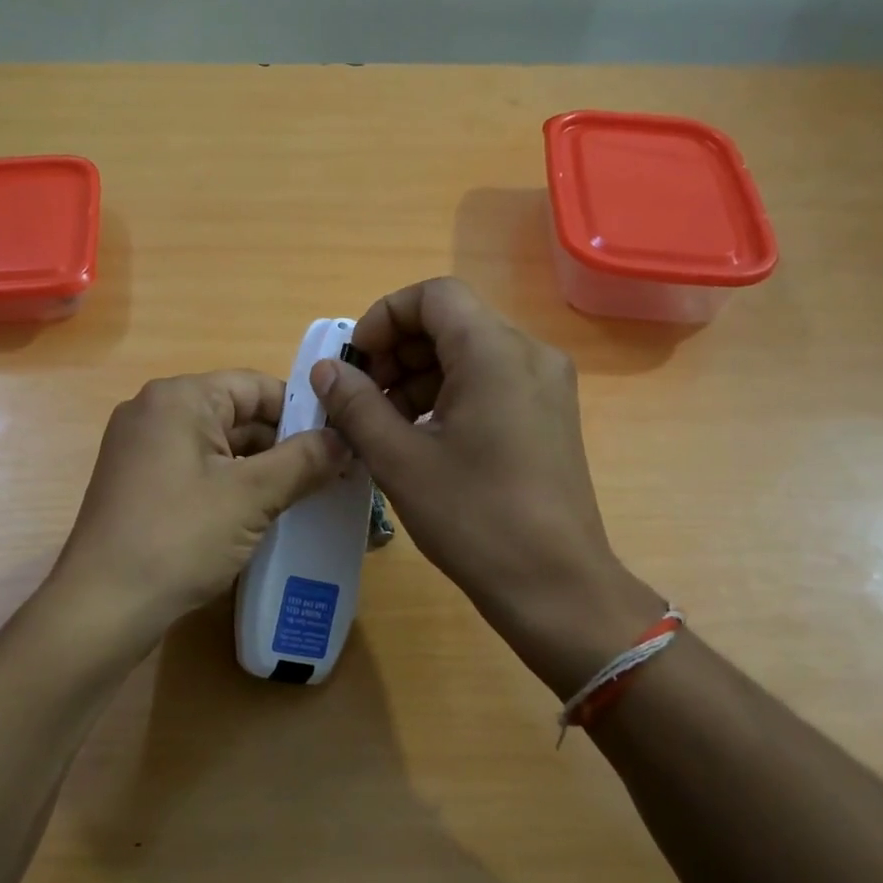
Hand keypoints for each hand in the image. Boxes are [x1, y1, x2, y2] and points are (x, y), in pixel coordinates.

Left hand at [51, 370, 347, 654]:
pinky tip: (261, 513)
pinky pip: (197, 469)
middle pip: (237, 414)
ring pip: (219, 445)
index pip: (256, 385)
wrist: (103, 606)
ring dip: (261, 468)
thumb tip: (345, 439)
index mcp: (180, 398)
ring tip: (307, 495)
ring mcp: (141, 448)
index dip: (302, 411)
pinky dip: (231, 484)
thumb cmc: (180, 537)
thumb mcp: (252, 496)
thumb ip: (304, 460)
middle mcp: (155, 411)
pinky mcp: (139, 483)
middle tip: (332, 474)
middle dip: (284, 444)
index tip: (340, 441)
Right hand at [310, 278, 661, 696]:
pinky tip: (423, 439)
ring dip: (418, 375)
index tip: (356, 365)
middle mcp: (528, 353)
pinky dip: (448, 395)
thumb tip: (326, 370)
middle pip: (451, 321)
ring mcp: (545, 384)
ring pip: (469, 352)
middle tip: (363, 400)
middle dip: (397, 352)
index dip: (384, 318)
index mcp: (494, 351)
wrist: (556, 587)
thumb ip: (355, 405)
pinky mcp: (548, 414)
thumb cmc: (474, 518)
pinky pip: (490, 381)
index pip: (433, 295)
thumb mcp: (400, 460)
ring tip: (385, 425)